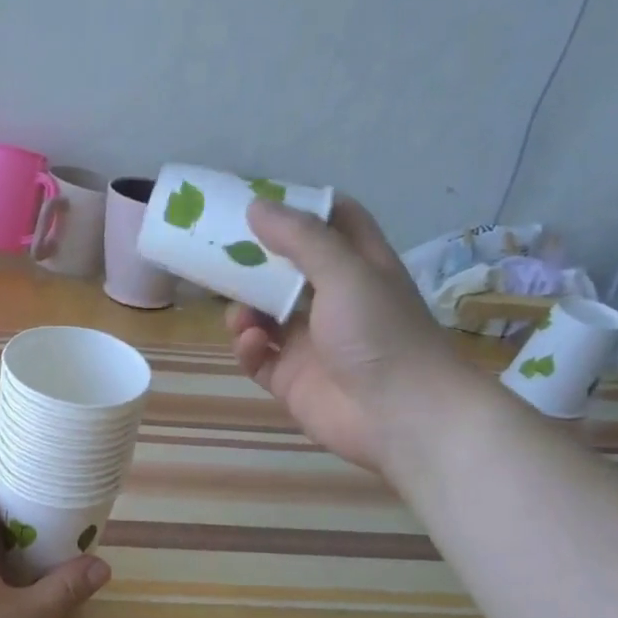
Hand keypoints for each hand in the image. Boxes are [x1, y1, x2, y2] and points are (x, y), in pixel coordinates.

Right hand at [226, 196, 468, 473]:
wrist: (401, 417)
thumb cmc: (380, 333)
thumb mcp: (346, 272)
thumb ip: (301, 238)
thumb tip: (255, 205)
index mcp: (358, 267)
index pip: (331, 223)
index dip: (299, 208)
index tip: (259, 200)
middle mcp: (333, 300)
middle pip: (286, 269)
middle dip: (254, 260)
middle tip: (216, 250)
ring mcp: (309, 342)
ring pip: (263, 314)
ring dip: (244, 308)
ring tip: (238, 314)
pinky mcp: (290, 378)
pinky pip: (256, 356)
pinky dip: (247, 347)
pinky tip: (250, 344)